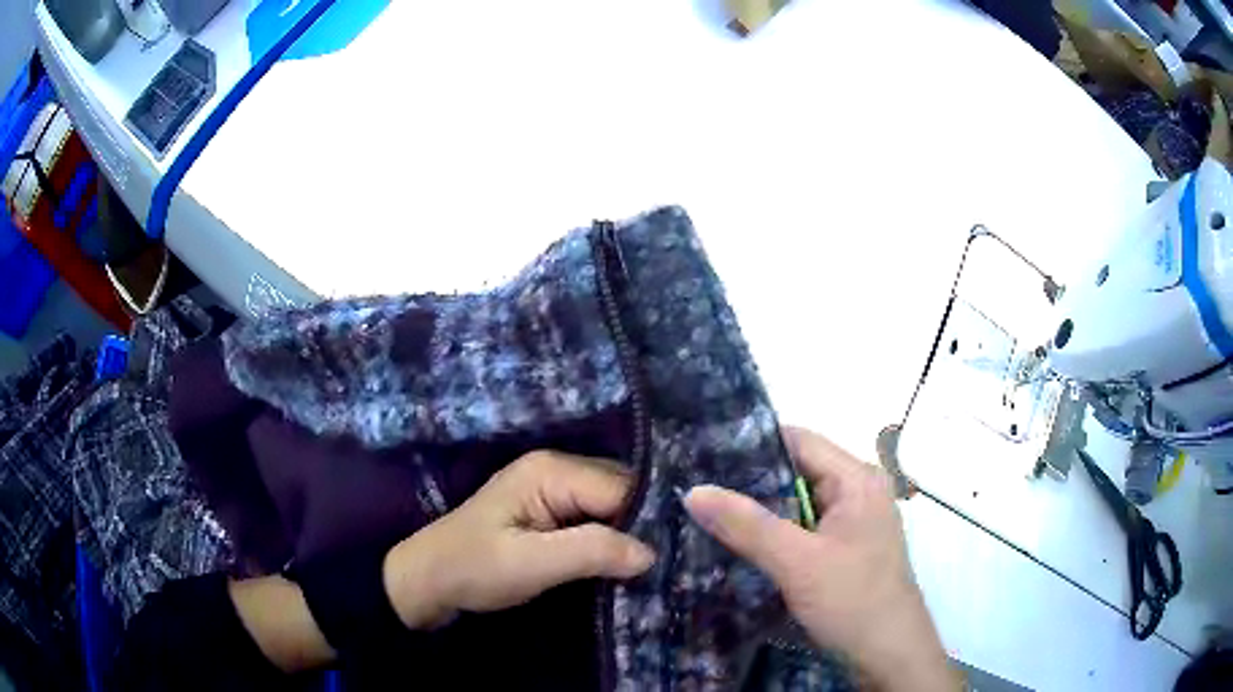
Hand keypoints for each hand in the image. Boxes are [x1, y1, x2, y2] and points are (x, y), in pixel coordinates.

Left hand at [383, 451, 655, 628]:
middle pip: (621, 492)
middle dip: (641, 527)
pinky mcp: (550, 510)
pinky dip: (610, 540)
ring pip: (612, 506)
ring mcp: (553, 488)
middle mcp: (557, 468)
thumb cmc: (474, 569)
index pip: (622, 488)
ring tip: (653, 568)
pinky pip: (595, 518)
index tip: (671, 557)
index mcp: (551, 470)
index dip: (646, 522)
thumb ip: (591, 552)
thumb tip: (651, 553)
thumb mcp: (531, 564)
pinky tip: (623, 563)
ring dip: (628, 535)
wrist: (429, 579)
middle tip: (667, 566)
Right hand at [684, 428, 956, 691]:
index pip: (799, 440)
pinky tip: (742, 542)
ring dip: (761, 510)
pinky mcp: (846, 546)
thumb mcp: (797, 563)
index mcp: (857, 479)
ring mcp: (854, 520)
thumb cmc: (853, 601)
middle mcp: (859, 490)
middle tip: (698, 487)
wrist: (888, 653)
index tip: (704, 455)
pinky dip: (776, 531)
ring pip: (799, 501)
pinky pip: (805, 526)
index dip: (752, 444)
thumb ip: (747, 526)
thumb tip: (694, 491)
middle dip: (751, 481)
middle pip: (798, 470)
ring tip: (709, 512)